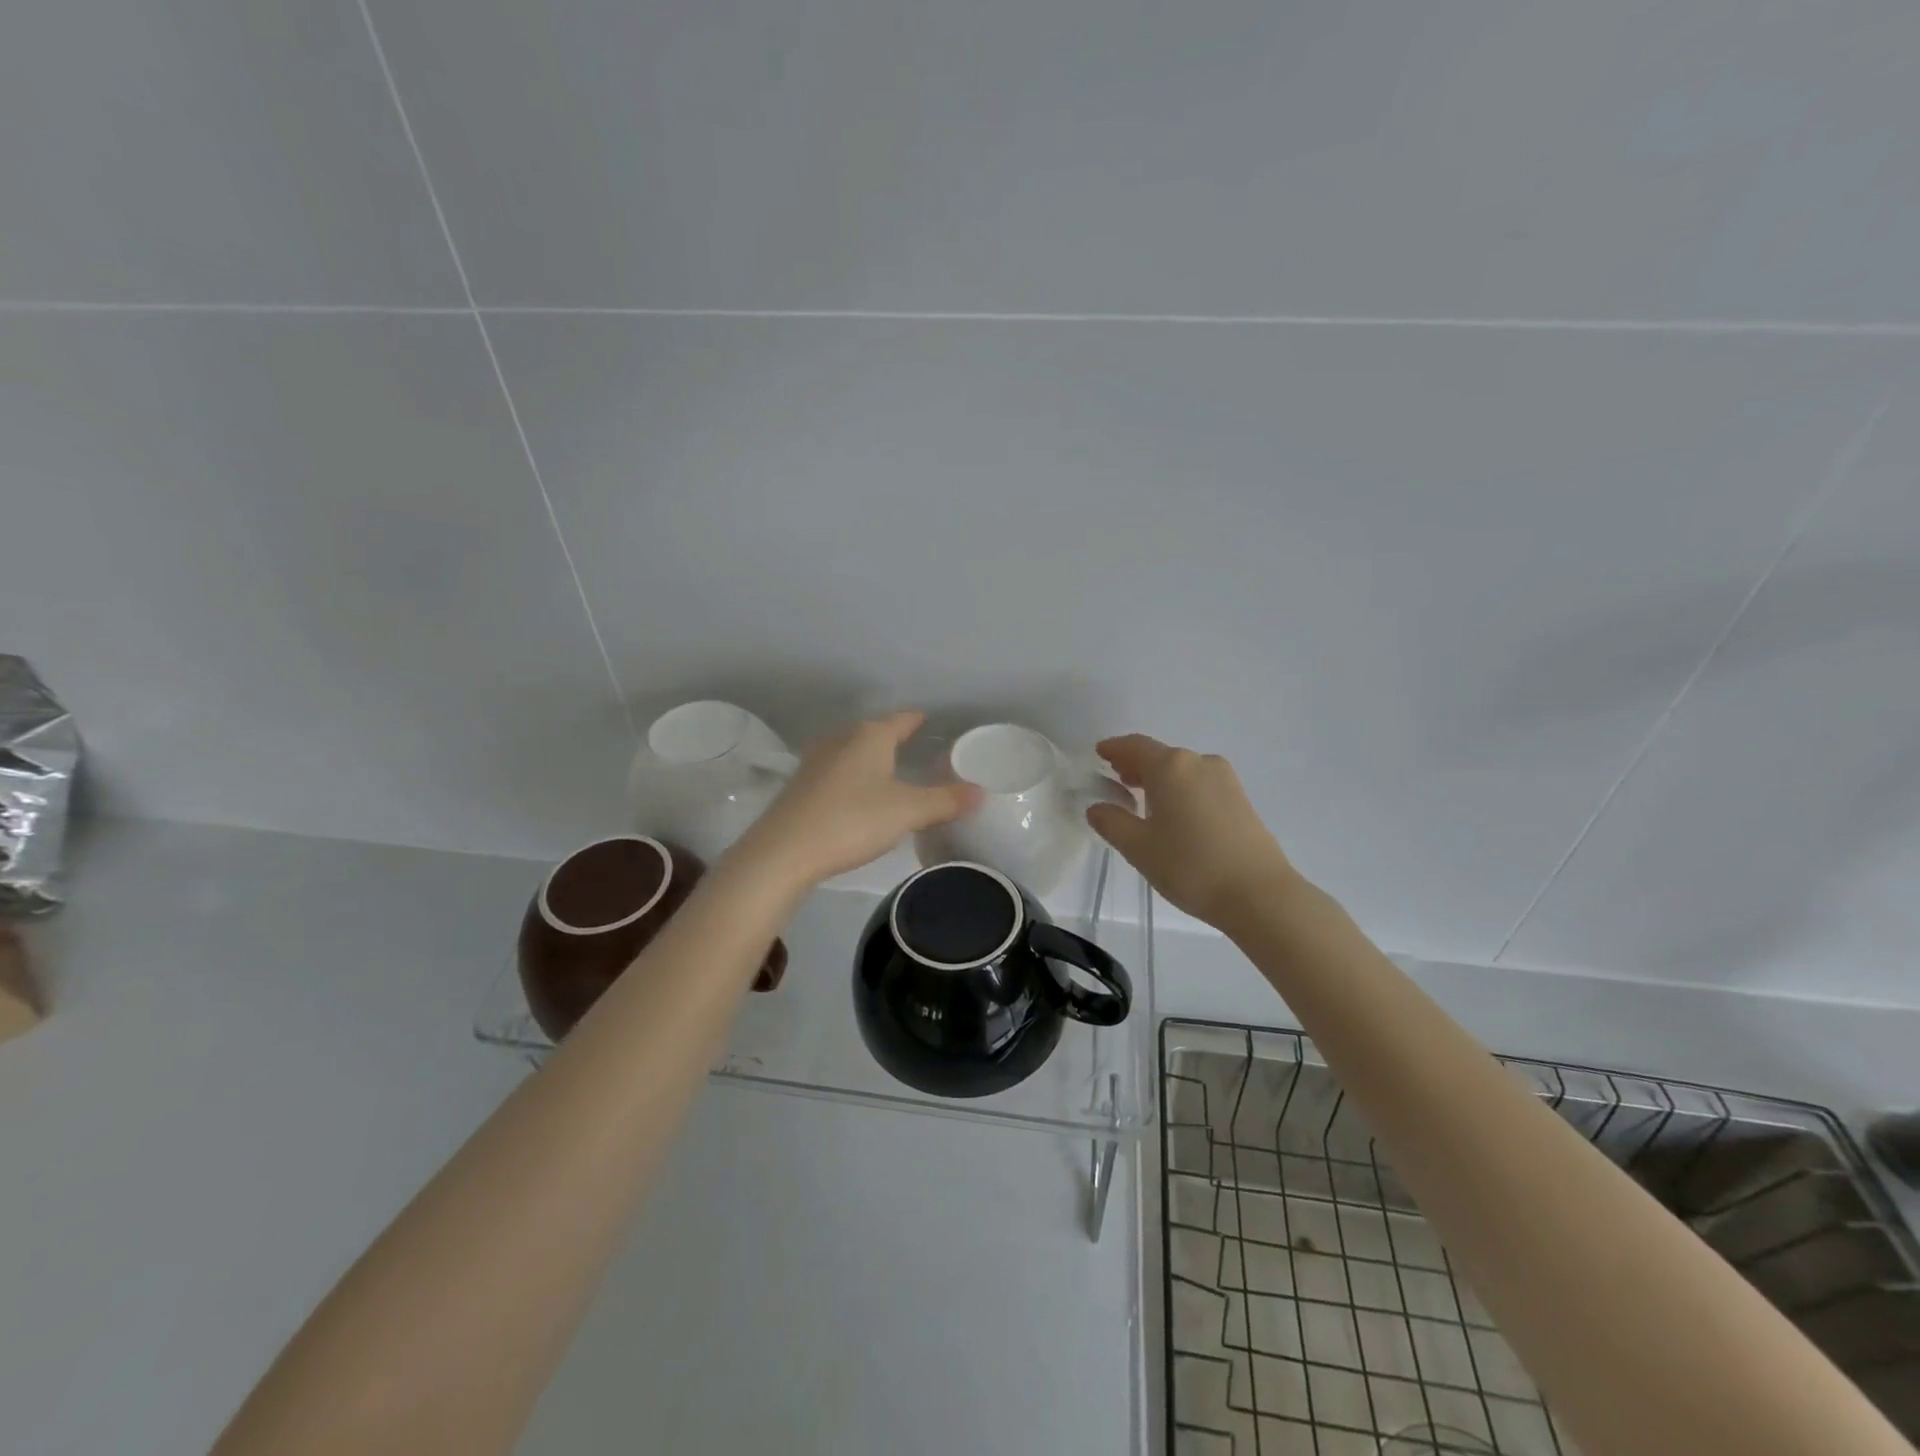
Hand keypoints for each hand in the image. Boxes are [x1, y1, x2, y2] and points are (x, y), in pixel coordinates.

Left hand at [728, 711, 981, 890]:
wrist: (783, 852)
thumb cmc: (852, 820)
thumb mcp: (908, 812)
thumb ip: (945, 801)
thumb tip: (980, 792)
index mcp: (870, 736)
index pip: (901, 719)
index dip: (917, 720)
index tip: (930, 721)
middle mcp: (841, 740)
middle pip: (873, 731)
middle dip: (893, 738)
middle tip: (915, 748)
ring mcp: (816, 762)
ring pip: (851, 751)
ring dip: (869, 758)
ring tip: (887, 771)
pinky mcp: (800, 787)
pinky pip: (836, 773)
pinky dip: (852, 778)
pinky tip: (856, 796)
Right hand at [1085, 734, 1299, 930]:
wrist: (1259, 894)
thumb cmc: (1190, 866)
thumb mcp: (1139, 848)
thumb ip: (1112, 822)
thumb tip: (1097, 807)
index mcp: (1171, 767)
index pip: (1135, 746)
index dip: (1114, 748)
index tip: (1099, 753)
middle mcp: (1199, 762)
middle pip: (1160, 755)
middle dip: (1135, 765)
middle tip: (1115, 779)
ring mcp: (1225, 779)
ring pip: (1182, 770)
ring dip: (1159, 778)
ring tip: (1141, 799)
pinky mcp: (1240, 799)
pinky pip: (1200, 783)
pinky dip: (1180, 789)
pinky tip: (1173, 813)